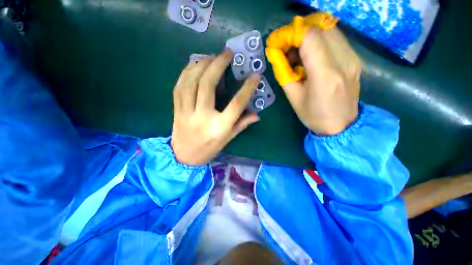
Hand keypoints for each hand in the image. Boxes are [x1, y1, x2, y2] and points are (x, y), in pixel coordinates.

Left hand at [171, 50, 260, 165]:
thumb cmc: (209, 149)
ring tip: (210, 57)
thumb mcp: (228, 139)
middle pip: (208, 86)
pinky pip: (179, 87)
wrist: (184, 157)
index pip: (236, 104)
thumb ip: (242, 124)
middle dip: (217, 65)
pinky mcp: (176, 110)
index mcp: (219, 127)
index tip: (255, 76)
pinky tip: (194, 65)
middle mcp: (203, 117)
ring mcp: (187, 113)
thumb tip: (257, 114)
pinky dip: (186, 73)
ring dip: (200, 65)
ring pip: (190, 82)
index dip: (247, 89)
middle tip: (226, 53)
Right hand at [284, 27, 361, 134]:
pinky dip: (320, 40)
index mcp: (325, 75)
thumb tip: (275, 53)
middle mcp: (343, 61)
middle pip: (321, 27)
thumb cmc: (313, 115)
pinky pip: (336, 39)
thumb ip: (283, 73)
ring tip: (298, 51)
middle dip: (299, 31)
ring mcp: (353, 58)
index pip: (310, 37)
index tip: (278, 42)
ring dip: (309, 34)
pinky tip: (311, 54)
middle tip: (286, 45)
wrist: (341, 125)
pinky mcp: (355, 59)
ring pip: (330, 29)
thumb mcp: (293, 97)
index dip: (291, 34)